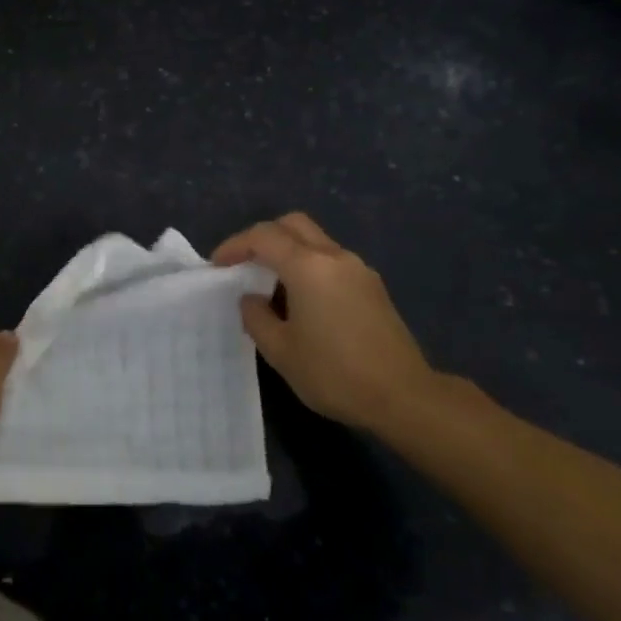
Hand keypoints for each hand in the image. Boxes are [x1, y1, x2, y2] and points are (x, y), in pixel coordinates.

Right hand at [213, 212, 449, 432]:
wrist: (403, 396)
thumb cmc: (334, 373)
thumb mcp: (281, 351)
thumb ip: (257, 317)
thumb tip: (251, 298)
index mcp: (308, 266)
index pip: (263, 237)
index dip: (235, 246)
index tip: (217, 266)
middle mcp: (334, 257)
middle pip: (293, 224)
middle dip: (263, 237)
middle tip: (244, 263)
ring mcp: (358, 269)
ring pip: (315, 240)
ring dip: (288, 251)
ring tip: (270, 285)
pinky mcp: (372, 287)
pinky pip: (332, 261)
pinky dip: (309, 266)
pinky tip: (302, 300)